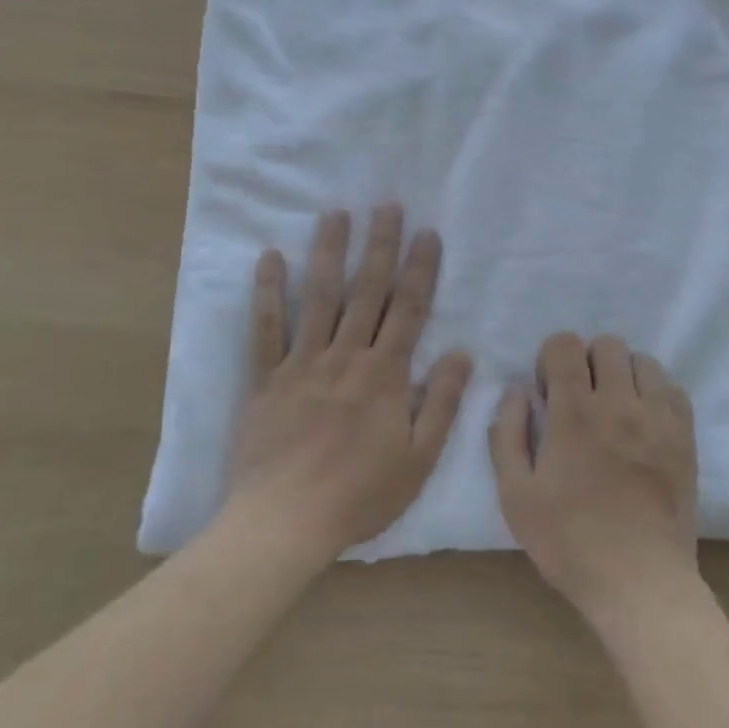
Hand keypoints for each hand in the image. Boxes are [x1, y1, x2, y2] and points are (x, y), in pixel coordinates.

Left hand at [224, 205, 471, 565]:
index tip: (428, 233)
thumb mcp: (419, 459)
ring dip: (330, 252)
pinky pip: (266, 327)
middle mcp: (346, 356)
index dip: (421, 269)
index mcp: (384, 374)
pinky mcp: (267, 377)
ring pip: (320, 296)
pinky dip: (268, 291)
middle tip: (387, 205)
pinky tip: (270, 257)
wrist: (286, 521)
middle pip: (367, 291)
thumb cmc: (360, 494)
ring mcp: (303, 362)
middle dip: (380, 245)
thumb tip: (462, 353)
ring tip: (337, 214)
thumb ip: (442, 403)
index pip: (408, 309)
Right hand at [490, 333, 698, 628]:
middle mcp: (619, 402)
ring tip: (615, 409)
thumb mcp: (515, 495)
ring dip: (623, 375)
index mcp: (574, 412)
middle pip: (607, 344)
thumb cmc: (569, 541)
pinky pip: (672, 389)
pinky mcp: (684, 436)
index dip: (552, 358)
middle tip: (581, 399)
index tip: (549, 391)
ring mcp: (657, 418)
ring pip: (642, 361)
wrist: (640, 582)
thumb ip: (507, 434)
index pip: (566, 344)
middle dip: (587, 362)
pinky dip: (655, 394)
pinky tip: (643, 423)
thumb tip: (517, 390)